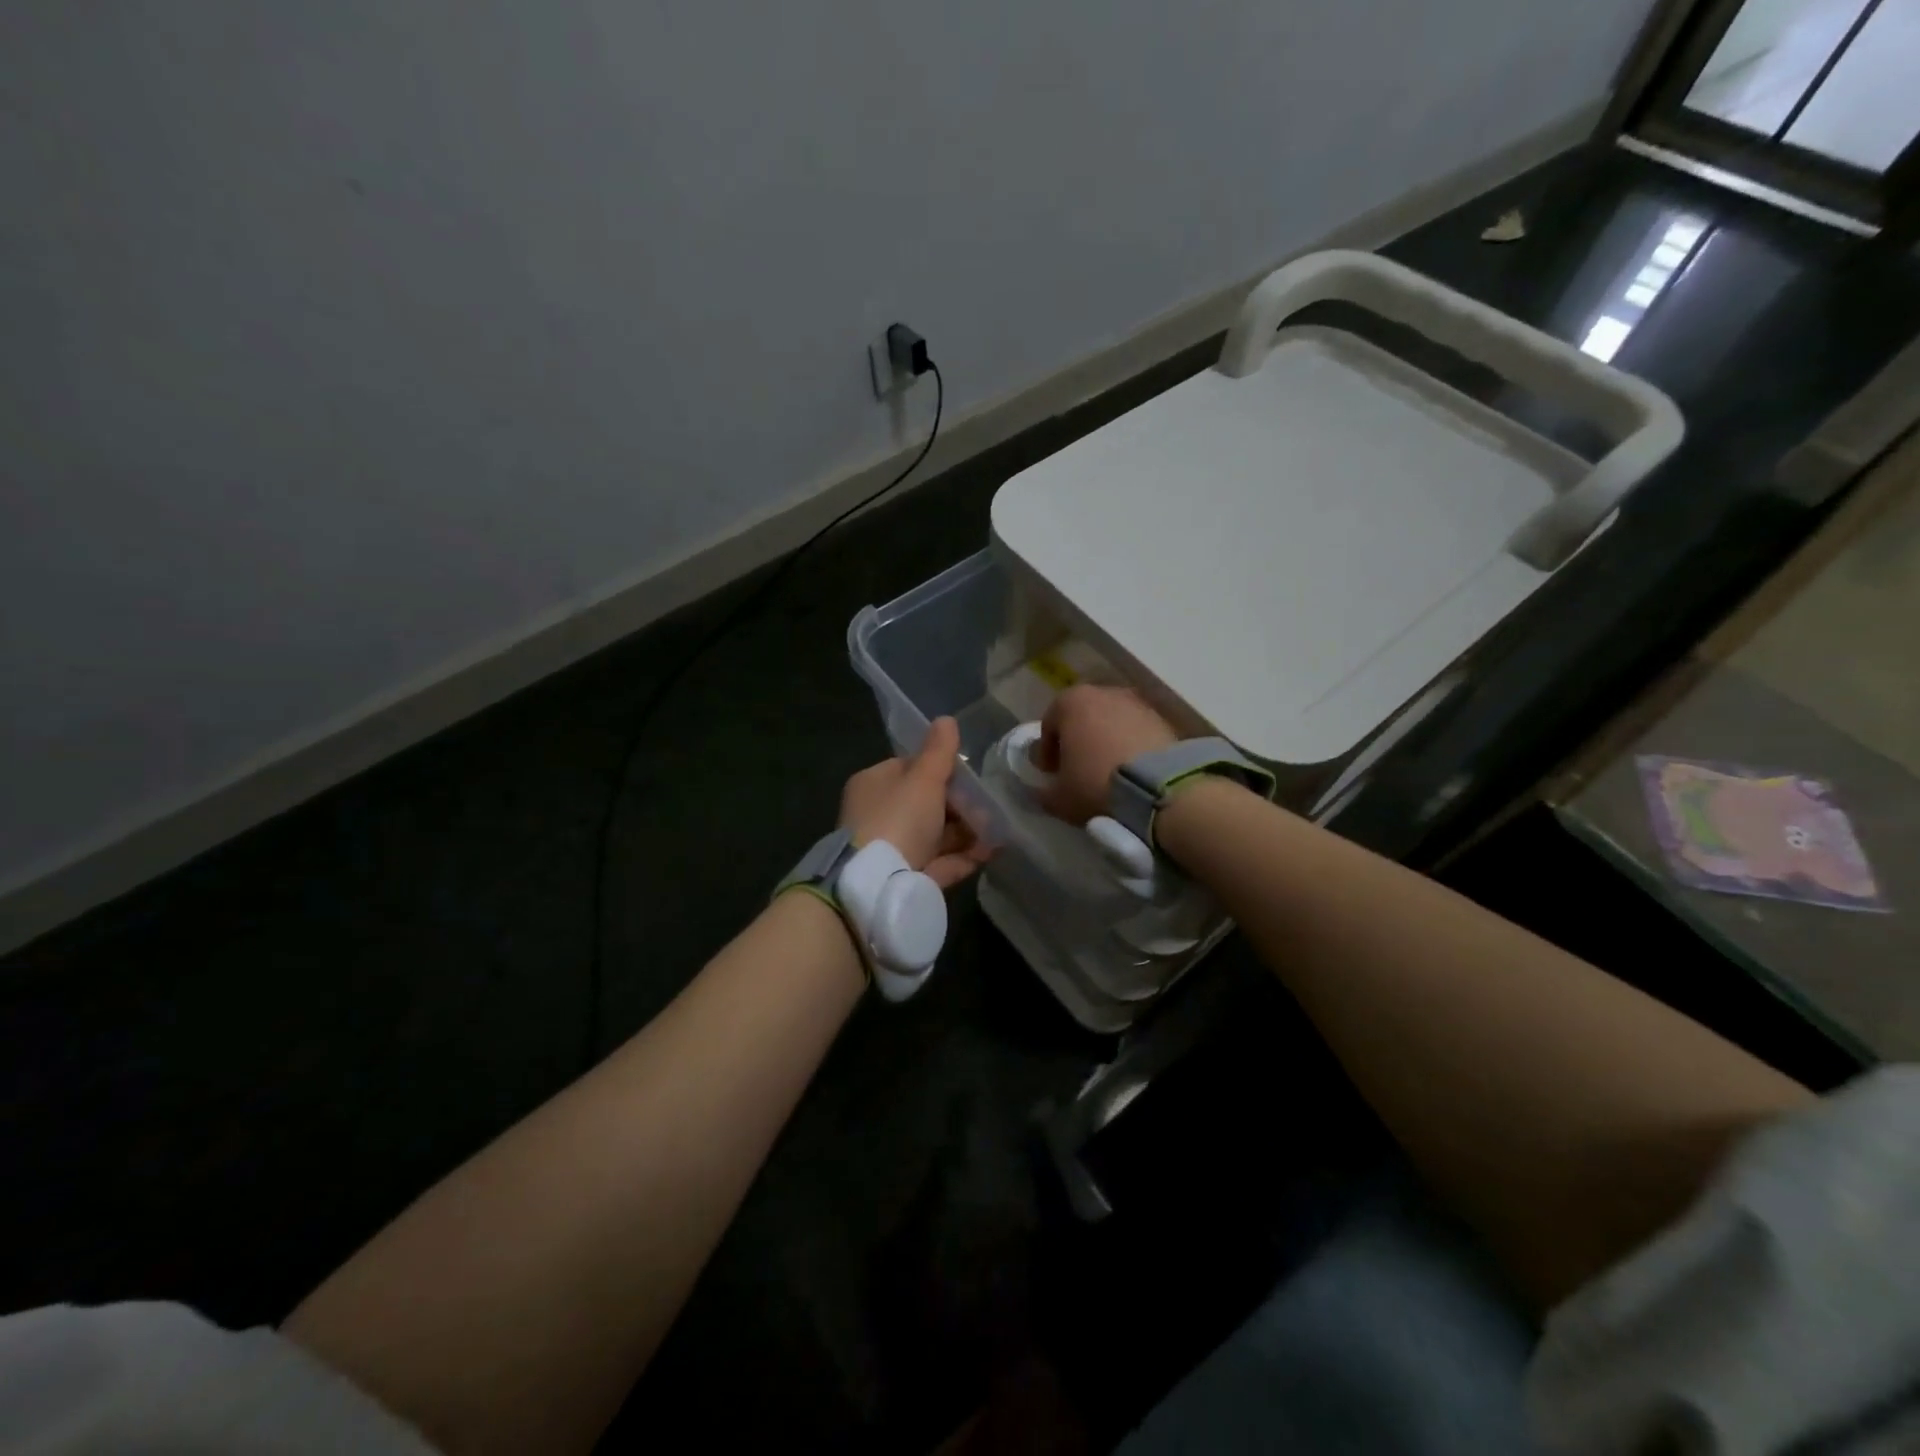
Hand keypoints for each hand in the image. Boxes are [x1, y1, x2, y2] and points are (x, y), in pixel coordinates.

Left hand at [840, 717, 992, 889]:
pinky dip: (964, 856)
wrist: (877, 885)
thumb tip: (946, 719)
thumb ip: (939, 752)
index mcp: (874, 784)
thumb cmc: (898, 818)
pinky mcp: (906, 879)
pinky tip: (991, 851)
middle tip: (989, 805)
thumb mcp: (922, 779)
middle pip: (925, 804)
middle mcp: (879, 815)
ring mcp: (892, 850)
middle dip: (960, 805)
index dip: (940, 769)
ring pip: (935, 835)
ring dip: (967, 831)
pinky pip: (940, 862)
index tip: (970, 775)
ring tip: (997, 828)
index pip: (909, 769)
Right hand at [1036, 685, 1179, 823]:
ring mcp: (1137, 703)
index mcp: (1071, 702)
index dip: (1047, 752)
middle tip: (1078, 770)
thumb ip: (1044, 792)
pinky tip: (1132, 772)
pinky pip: (1137, 732)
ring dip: (1106, 742)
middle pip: (1082, 718)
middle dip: (1078, 741)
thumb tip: (1042, 791)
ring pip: (1112, 723)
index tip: (1051, 774)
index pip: (1049, 724)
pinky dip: (1130, 746)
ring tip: (1107, 773)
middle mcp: (1104, 693)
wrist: (1160, 788)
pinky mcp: (1164, 719)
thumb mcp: (1060, 798)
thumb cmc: (1096, 784)